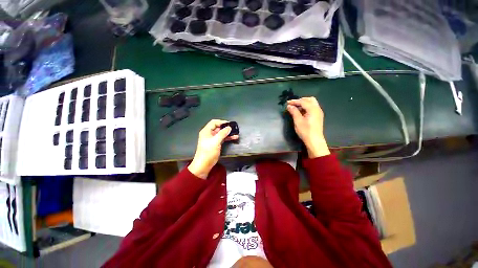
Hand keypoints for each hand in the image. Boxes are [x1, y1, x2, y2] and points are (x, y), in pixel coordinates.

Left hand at [188, 120, 238, 178]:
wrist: (204, 164)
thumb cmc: (208, 152)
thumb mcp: (215, 141)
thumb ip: (222, 133)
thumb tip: (229, 127)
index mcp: (206, 131)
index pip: (214, 122)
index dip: (222, 122)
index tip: (230, 124)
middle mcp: (209, 134)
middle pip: (218, 127)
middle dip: (226, 128)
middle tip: (234, 128)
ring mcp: (213, 139)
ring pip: (221, 133)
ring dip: (228, 133)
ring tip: (236, 133)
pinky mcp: (216, 144)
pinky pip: (222, 138)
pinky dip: (227, 137)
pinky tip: (234, 138)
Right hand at [287, 97, 329, 157]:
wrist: (314, 141)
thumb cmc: (305, 131)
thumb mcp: (298, 121)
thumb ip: (294, 112)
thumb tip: (289, 106)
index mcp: (313, 109)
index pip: (303, 102)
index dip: (295, 101)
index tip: (287, 102)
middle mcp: (317, 109)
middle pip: (310, 100)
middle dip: (301, 100)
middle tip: (293, 104)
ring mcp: (319, 113)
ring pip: (312, 103)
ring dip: (303, 103)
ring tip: (295, 108)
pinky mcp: (318, 116)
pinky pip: (312, 108)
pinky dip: (306, 107)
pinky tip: (301, 112)